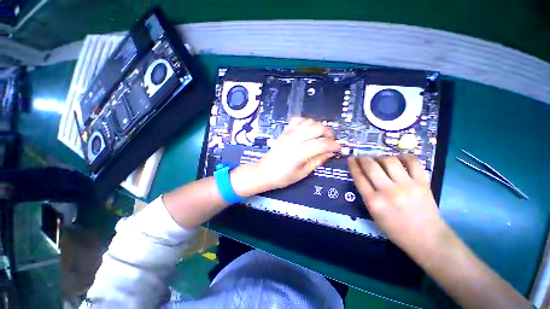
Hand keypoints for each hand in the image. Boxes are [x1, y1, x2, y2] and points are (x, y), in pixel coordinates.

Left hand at [257, 118, 339, 189]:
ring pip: (310, 121)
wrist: (264, 171)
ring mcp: (290, 133)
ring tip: (321, 136)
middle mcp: (297, 138)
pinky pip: (298, 120)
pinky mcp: (285, 131)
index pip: (324, 143)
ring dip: (319, 127)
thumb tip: (330, 153)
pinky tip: (307, 129)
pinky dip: (306, 122)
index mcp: (301, 151)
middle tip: (331, 142)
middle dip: (329, 133)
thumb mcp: (303, 173)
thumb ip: (318, 161)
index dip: (334, 145)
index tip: (338, 149)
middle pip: (319, 127)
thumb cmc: (283, 176)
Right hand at [348, 155, 445, 253]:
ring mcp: (407, 186)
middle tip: (361, 156)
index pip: (359, 177)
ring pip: (389, 161)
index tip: (350, 159)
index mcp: (374, 202)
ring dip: (381, 157)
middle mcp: (388, 192)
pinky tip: (398, 158)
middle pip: (371, 167)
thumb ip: (367, 195)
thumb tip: (363, 176)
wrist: (427, 239)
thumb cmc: (396, 229)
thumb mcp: (374, 214)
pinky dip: (403, 156)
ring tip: (379, 159)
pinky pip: (412, 162)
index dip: (353, 165)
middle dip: (363, 158)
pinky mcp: (422, 183)